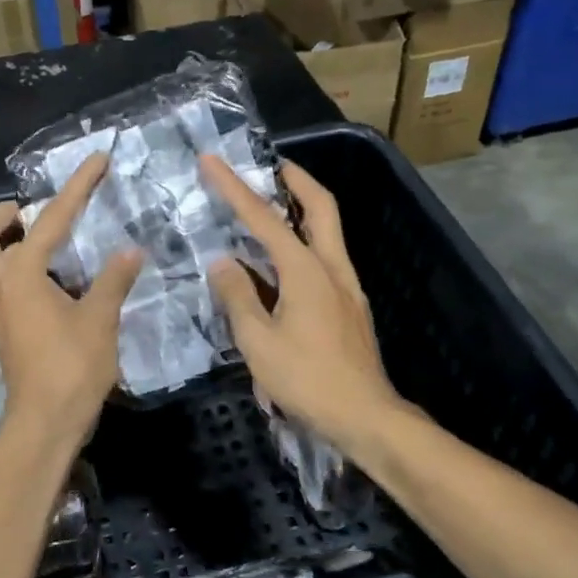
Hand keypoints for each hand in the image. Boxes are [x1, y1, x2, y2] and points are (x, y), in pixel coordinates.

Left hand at [0, 152, 143, 453]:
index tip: (97, 161)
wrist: (45, 425)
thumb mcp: (100, 320)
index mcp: (21, 275)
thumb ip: (113, 279)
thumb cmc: (71, 369)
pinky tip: (60, 276)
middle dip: (6, 215)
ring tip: (57, 237)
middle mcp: (0, 286)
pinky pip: (7, 283)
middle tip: (38, 208)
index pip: (50, 219)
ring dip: (14, 241)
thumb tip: (130, 250)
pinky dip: (25, 267)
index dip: (77, 187)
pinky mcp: (7, 329)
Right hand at [199, 154, 406, 452]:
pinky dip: (304, 243)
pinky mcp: (350, 306)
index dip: (234, 187)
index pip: (264, 218)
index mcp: (306, 271)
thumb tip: (223, 263)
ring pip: (328, 231)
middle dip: (296, 179)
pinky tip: (282, 263)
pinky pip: (325, 259)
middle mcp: (332, 268)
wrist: (365, 417)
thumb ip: (238, 297)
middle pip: (321, 207)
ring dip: (303, 209)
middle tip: (271, 165)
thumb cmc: (307, 380)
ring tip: (272, 206)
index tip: (212, 161)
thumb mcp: (258, 342)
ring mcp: (346, 287)